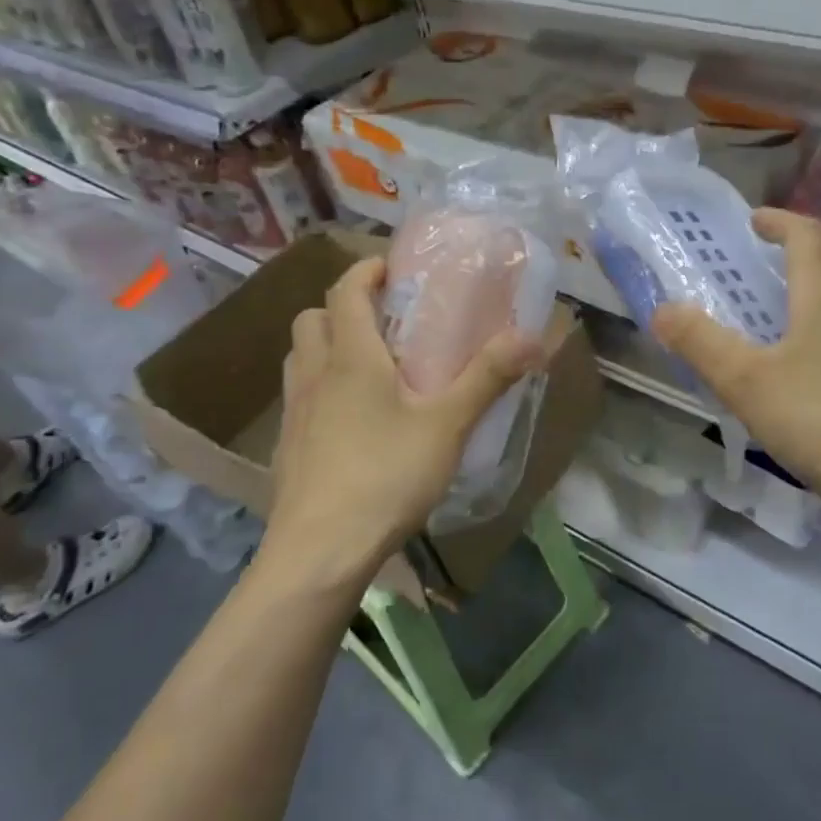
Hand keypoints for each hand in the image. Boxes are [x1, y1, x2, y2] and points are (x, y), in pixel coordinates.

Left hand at [256, 258, 544, 597]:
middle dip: (343, 307)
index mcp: (350, 357)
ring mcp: (294, 413)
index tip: (392, 268)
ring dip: (326, 345)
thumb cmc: (385, 476)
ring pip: (299, 357)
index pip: (345, 290)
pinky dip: (320, 388)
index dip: (366, 270)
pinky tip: (352, 422)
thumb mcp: (447, 425)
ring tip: (367, 366)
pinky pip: (299, 397)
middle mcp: (314, 375)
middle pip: (312, 318)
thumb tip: (533, 337)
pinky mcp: (287, 448)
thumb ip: (488, 378)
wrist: (319, 552)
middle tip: (383, 321)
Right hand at [651, 209, 820, 521]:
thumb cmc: (816, 419)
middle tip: (773, 249)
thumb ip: (700, 342)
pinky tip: (813, 347)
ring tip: (790, 292)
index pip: (808, 236)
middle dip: (806, 240)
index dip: (780, 221)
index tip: (753, 221)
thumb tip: (663, 310)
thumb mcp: (744, 381)